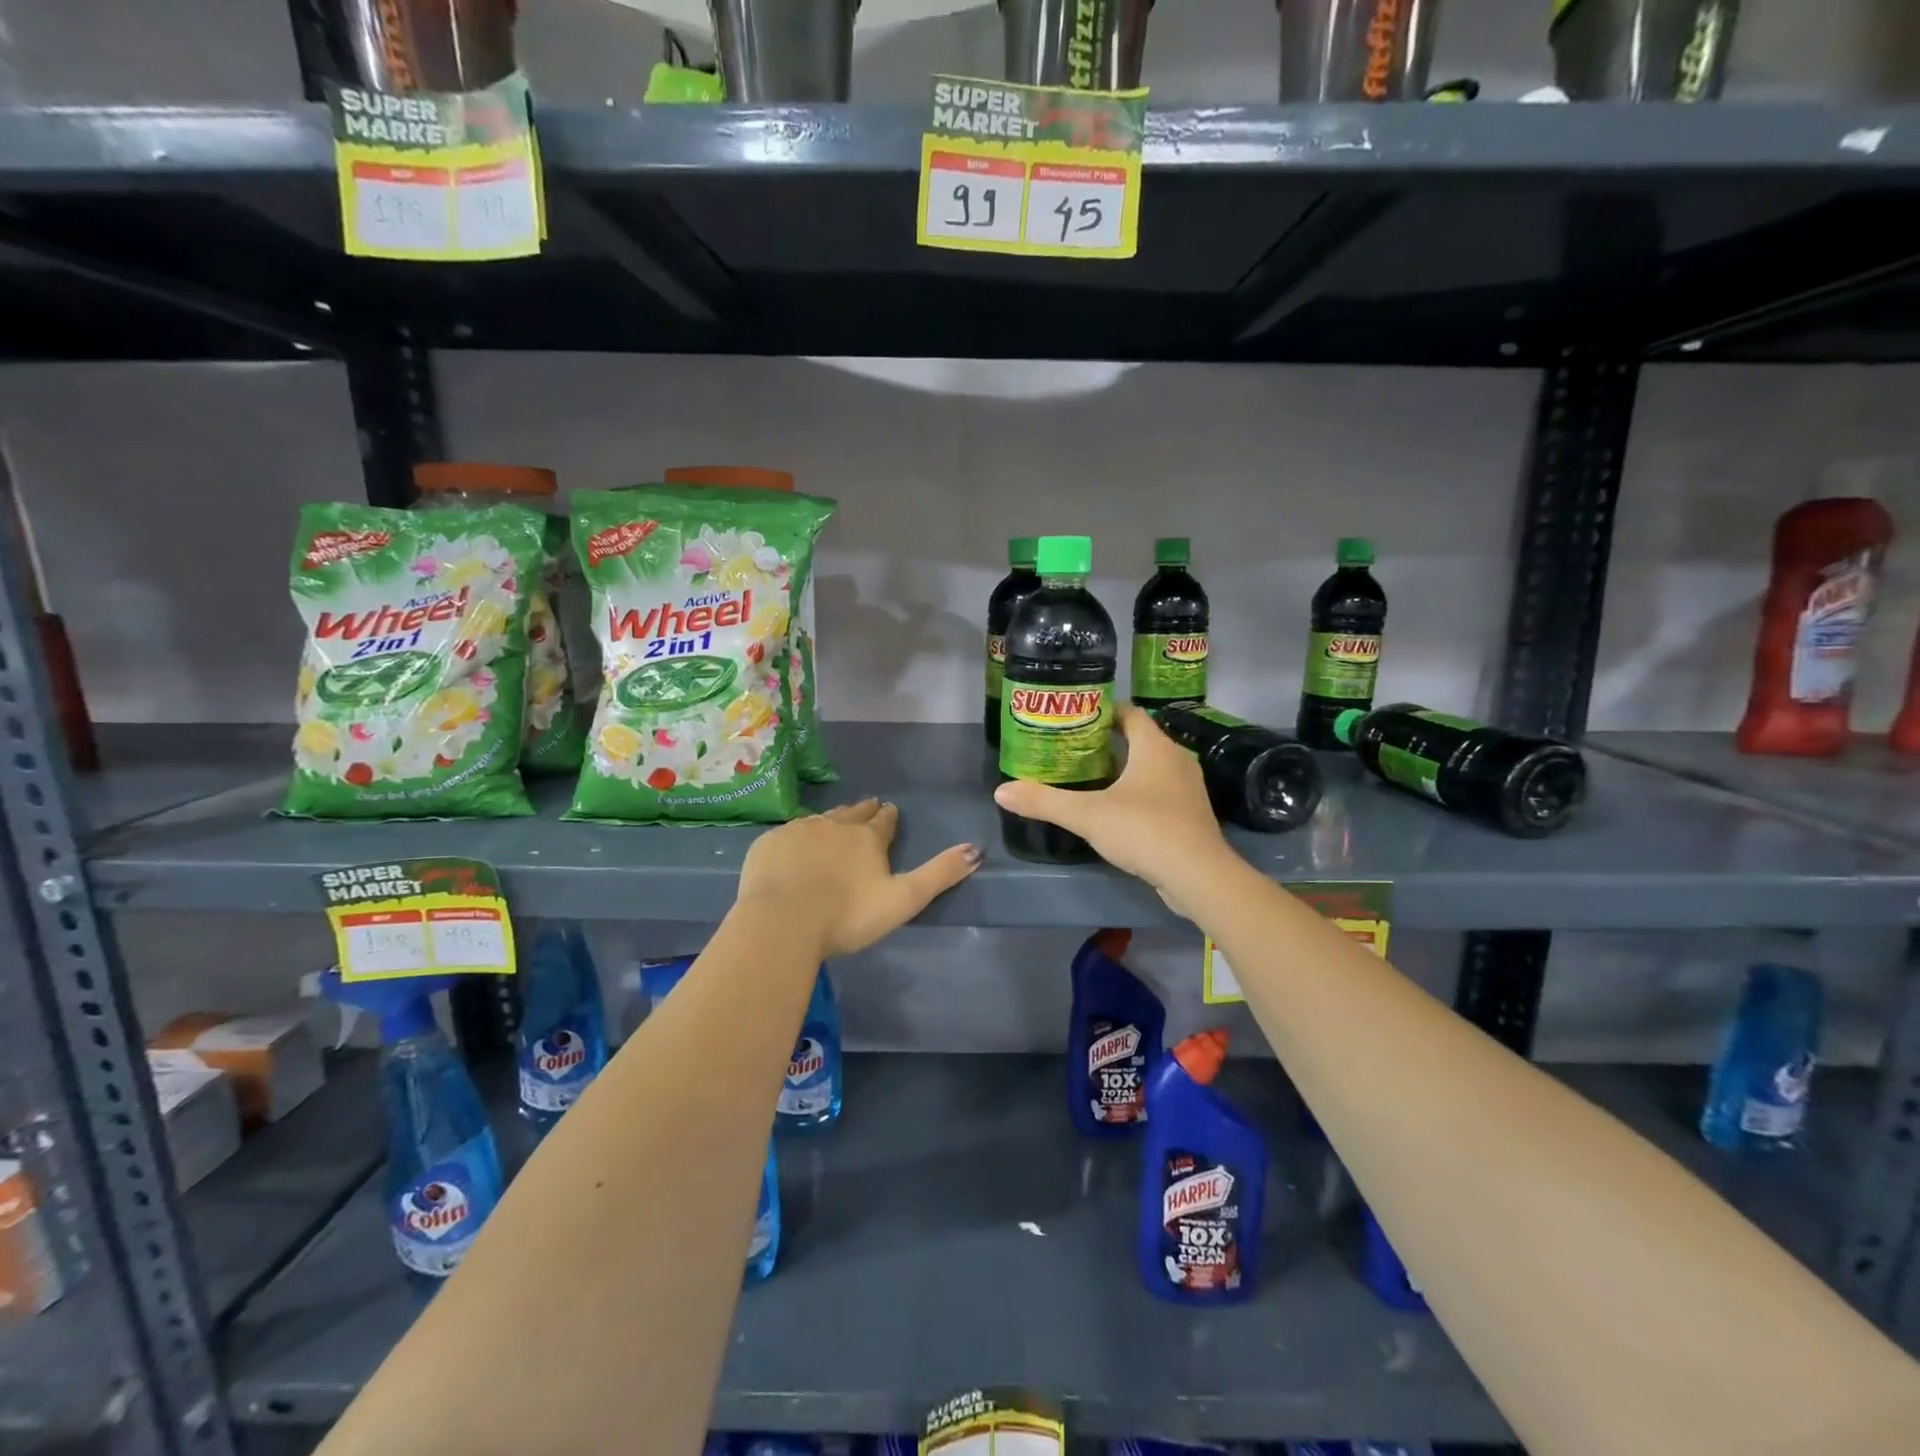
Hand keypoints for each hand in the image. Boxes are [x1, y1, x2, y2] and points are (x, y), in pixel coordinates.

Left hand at [736, 800, 980, 957]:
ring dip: (830, 821)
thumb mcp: (903, 899)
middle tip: (866, 807)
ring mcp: (798, 832)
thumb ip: (939, 875)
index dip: (888, 817)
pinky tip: (794, 845)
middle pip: (852, 814)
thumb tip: (976, 849)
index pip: (883, 821)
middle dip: (862, 812)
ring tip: (833, 823)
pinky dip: (797, 837)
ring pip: (819, 820)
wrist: (782, 922)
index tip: (890, 810)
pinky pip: (787, 834)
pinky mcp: (768, 844)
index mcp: (867, 838)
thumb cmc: (848, 915)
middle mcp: (834, 825)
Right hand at [992, 705, 1231, 906]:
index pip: (1130, 713)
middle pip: (1140, 738)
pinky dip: (1137, 792)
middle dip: (1108, 741)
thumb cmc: (1145, 830)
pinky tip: (1115, 809)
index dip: (1103, 710)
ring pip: (1151, 767)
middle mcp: (1176, 759)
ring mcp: (1187, 788)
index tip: (1074, 717)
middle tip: (1072, 748)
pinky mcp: (1190, 815)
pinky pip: (1159, 791)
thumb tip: (1001, 791)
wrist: (1198, 877)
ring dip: (1124, 768)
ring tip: (1088, 777)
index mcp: (1155, 747)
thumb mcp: (1087, 815)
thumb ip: (1045, 801)